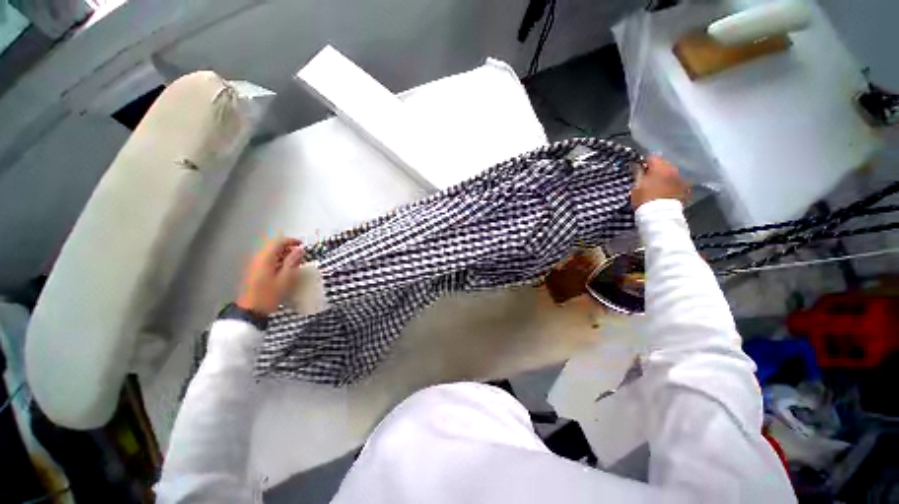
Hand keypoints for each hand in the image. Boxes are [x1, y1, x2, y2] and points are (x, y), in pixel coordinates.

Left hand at [236, 236, 304, 315]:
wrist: (250, 310)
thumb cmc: (269, 295)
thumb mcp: (285, 279)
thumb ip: (293, 262)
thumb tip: (300, 250)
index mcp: (265, 258)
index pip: (278, 242)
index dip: (291, 241)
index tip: (303, 245)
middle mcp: (258, 258)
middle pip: (273, 246)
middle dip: (287, 247)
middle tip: (300, 255)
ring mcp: (254, 265)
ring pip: (270, 253)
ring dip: (283, 254)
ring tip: (294, 262)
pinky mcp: (254, 271)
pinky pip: (267, 260)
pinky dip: (277, 260)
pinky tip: (284, 269)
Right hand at [631, 156, 690, 209]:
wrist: (660, 215)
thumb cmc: (644, 198)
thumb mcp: (636, 185)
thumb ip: (637, 173)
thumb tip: (636, 165)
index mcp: (660, 167)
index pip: (652, 157)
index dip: (644, 162)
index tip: (639, 169)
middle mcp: (673, 170)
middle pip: (664, 164)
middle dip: (656, 169)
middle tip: (648, 178)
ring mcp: (681, 179)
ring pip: (671, 173)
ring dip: (665, 176)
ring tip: (658, 185)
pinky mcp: (685, 189)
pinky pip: (677, 182)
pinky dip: (672, 184)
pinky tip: (666, 191)